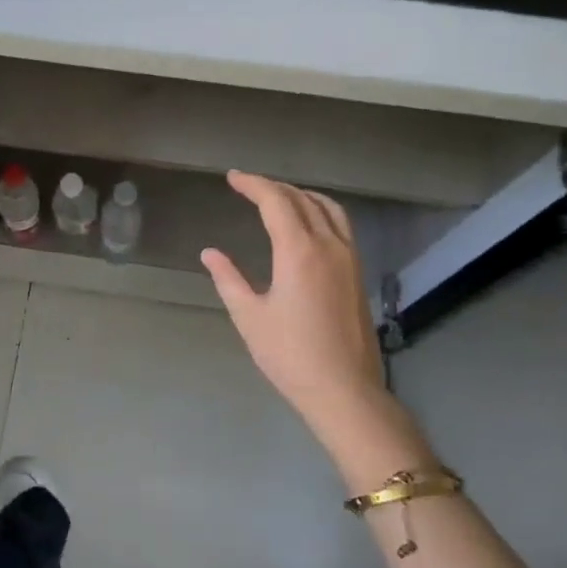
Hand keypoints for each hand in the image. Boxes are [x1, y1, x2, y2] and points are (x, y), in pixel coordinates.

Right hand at [203, 170, 432, 485]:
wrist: (344, 390)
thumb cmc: (290, 355)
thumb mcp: (249, 317)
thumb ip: (228, 279)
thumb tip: (210, 253)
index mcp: (299, 251)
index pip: (276, 202)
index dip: (253, 184)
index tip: (232, 177)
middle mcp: (329, 245)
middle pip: (302, 200)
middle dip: (273, 187)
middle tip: (247, 185)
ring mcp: (349, 258)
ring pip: (328, 209)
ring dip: (301, 195)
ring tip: (278, 196)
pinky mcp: (357, 273)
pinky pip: (340, 225)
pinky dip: (320, 211)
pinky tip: (308, 224)